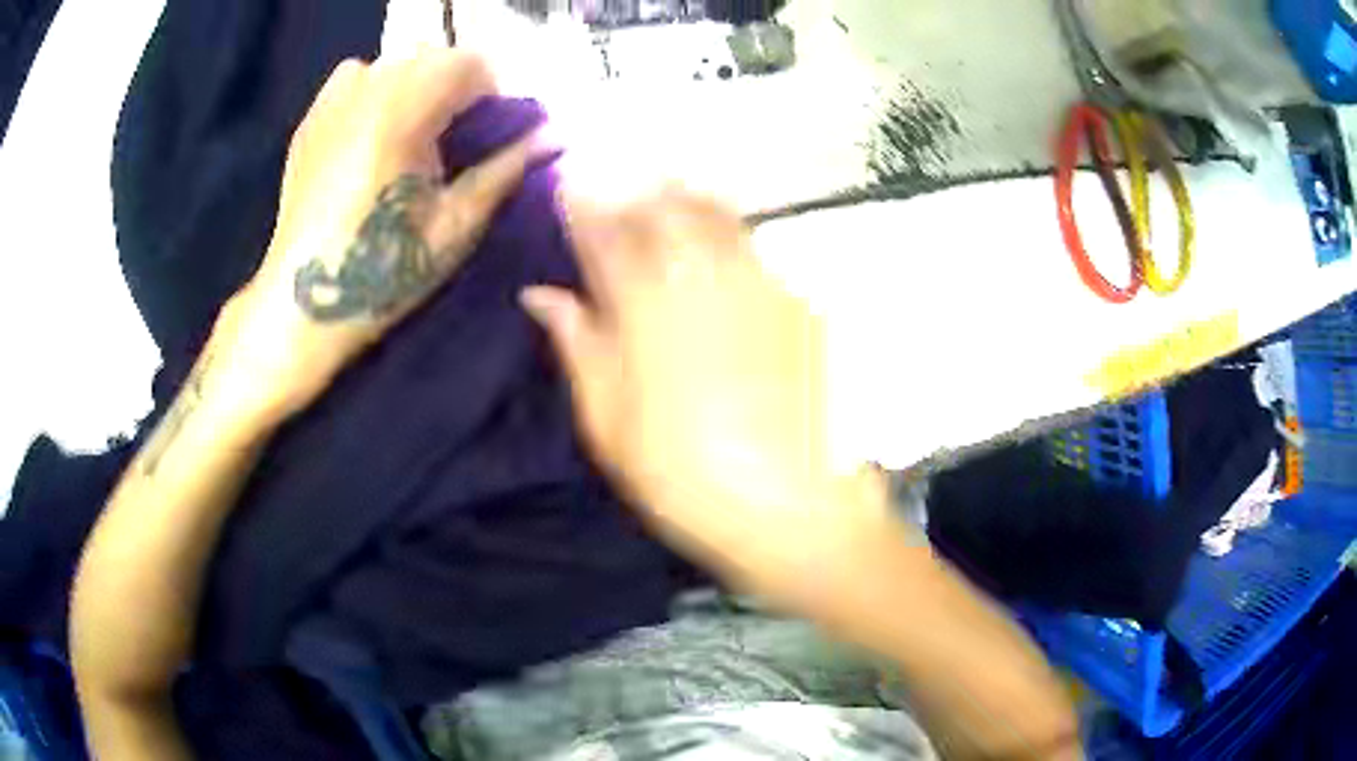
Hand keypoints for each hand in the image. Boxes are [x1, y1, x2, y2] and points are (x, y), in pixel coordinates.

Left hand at [205, 49, 544, 424]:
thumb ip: (506, 168)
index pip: (468, 64)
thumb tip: (556, 136)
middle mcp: (369, 90)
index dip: (491, 93)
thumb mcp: (457, 224)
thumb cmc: (385, 270)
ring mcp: (334, 101)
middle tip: (455, 135)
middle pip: (432, 55)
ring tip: (414, 131)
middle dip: (455, 85)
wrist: (306, 301)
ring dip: (417, 83)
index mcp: (406, 111)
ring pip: (394, 61)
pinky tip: (373, 128)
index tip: (490, 131)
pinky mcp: (311, 119)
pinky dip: (376, 87)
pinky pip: (355, 75)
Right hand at [522, 188, 892, 597]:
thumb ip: (578, 346)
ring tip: (668, 197)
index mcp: (643, 306)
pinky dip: (728, 231)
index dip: (583, 206)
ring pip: (715, 215)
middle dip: (635, 192)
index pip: (603, 234)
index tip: (569, 187)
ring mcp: (756, 284)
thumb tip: (542, 294)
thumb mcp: (609, 425)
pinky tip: (723, 246)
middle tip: (621, 191)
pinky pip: (754, 247)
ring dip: (684, 199)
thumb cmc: (684, 478)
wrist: (794, 507)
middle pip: (663, 209)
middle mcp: (700, 278)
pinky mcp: (796, 304)